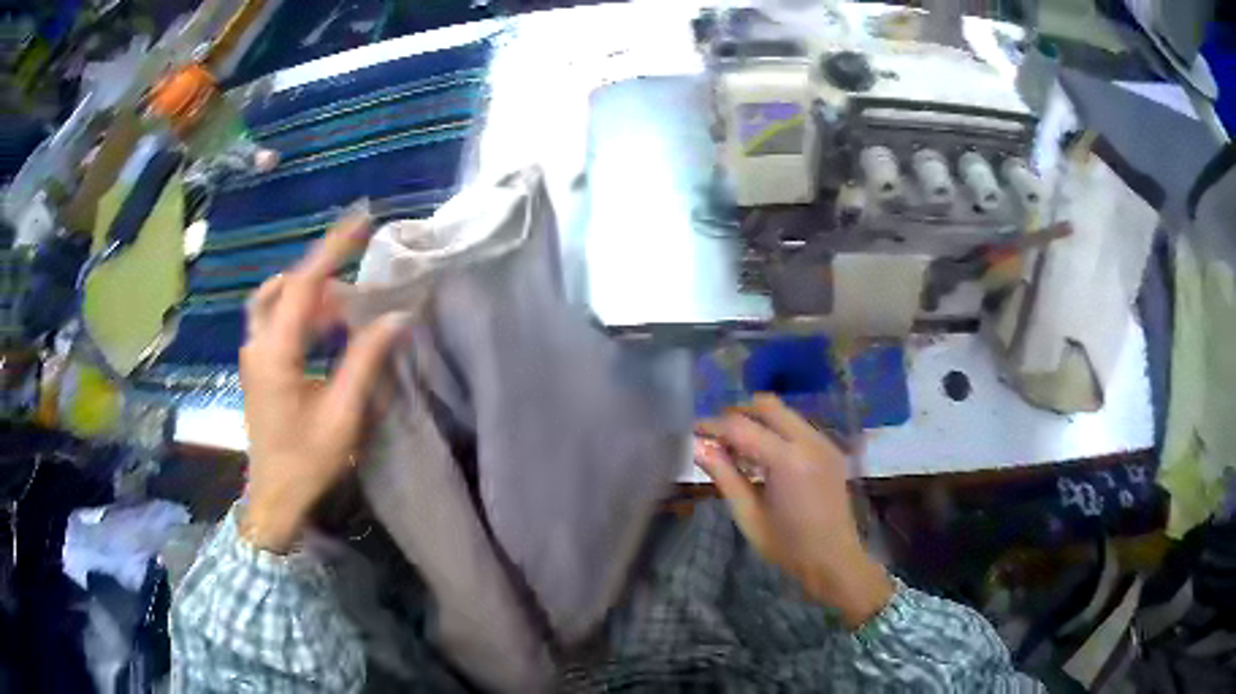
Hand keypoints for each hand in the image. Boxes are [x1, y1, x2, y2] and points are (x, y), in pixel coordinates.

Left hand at [239, 206, 405, 552]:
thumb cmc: (306, 461)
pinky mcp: (258, 363)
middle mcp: (257, 344)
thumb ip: (365, 360)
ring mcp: (253, 353)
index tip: (361, 221)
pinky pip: (276, 319)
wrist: (274, 497)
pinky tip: (325, 331)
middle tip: (362, 296)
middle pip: (287, 287)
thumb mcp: (342, 414)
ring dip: (311, 295)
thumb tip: (396, 317)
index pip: (303, 284)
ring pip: (277, 300)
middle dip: (325, 279)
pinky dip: (302, 312)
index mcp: (275, 353)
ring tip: (346, 313)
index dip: (332, 249)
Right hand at [696, 394, 893, 627]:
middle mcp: (809, 441)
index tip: (693, 432)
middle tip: (716, 437)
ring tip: (737, 450)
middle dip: (737, 414)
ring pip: (784, 413)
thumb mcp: (748, 515)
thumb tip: (698, 447)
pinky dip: (775, 431)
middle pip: (767, 406)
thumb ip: (724, 476)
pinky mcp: (830, 449)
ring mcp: (824, 442)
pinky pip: (797, 426)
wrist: (834, 559)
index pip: (741, 426)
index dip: (714, 426)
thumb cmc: (787, 546)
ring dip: (757, 421)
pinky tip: (763, 458)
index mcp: (787, 460)